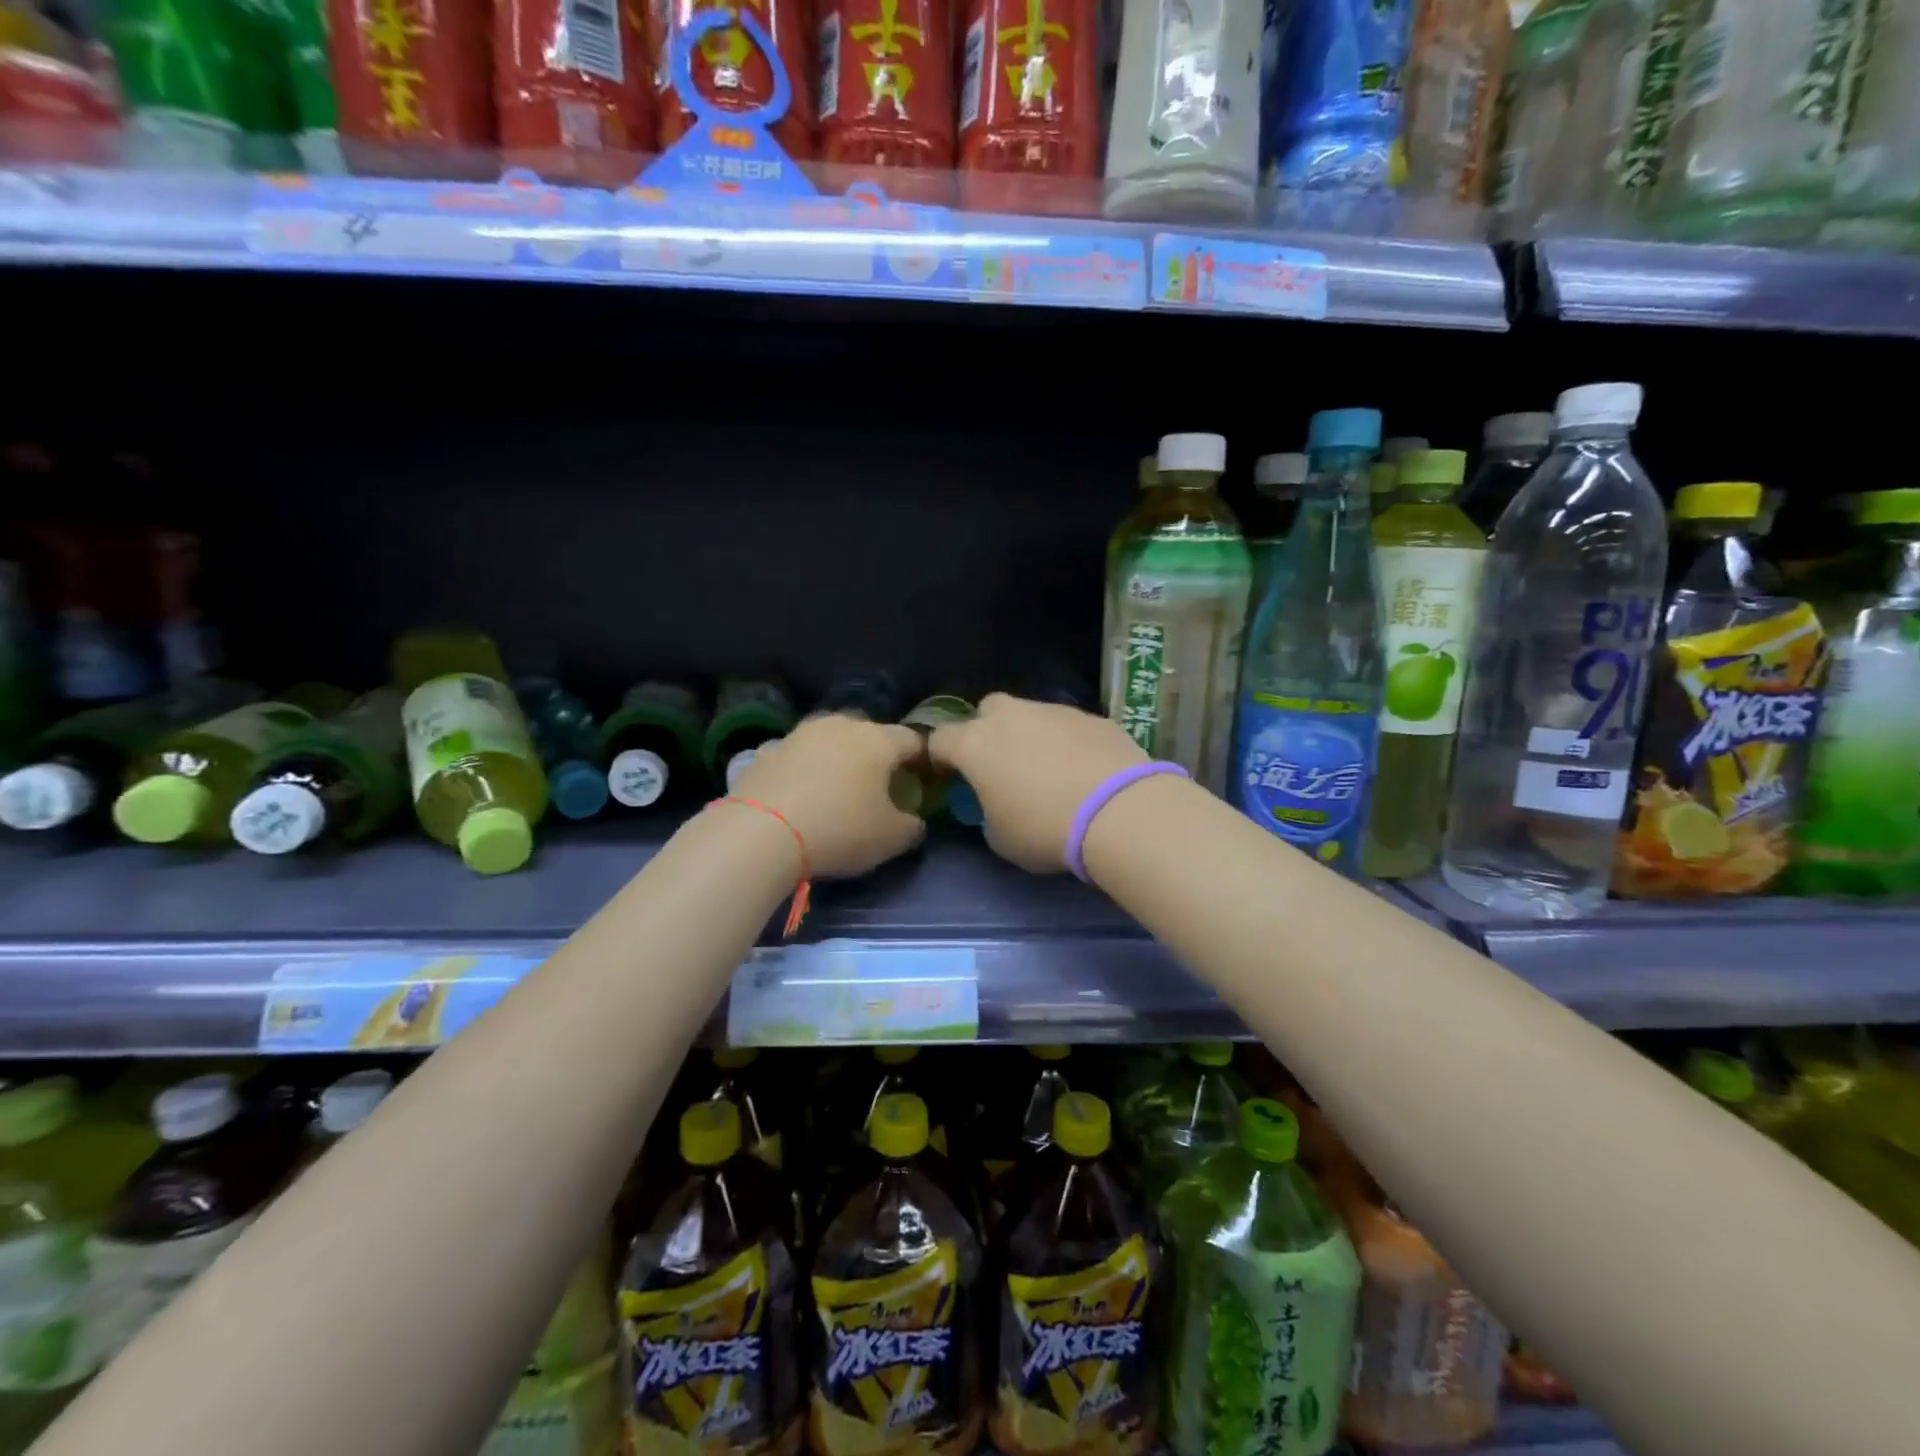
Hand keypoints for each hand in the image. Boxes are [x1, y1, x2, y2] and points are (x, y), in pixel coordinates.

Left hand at [729, 713, 927, 877]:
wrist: (761, 832)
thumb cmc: (840, 829)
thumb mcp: (891, 838)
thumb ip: (912, 826)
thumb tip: (913, 820)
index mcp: (878, 740)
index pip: (912, 740)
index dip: (922, 759)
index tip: (923, 779)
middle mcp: (841, 725)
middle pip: (870, 734)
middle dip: (878, 755)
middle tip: (879, 784)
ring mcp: (800, 734)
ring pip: (830, 740)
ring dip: (838, 758)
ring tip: (837, 788)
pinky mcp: (767, 750)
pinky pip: (797, 757)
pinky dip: (804, 770)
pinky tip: (800, 794)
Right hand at [927, 693, 1147, 872]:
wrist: (1118, 810)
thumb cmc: (1044, 828)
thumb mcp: (1001, 838)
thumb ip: (989, 814)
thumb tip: (998, 806)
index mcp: (975, 745)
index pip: (940, 739)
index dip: (940, 757)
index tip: (948, 775)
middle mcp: (1010, 717)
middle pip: (986, 710)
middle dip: (987, 730)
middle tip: (1000, 763)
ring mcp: (1053, 711)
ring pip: (1031, 713)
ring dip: (1030, 735)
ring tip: (1049, 769)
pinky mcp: (1091, 716)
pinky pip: (1067, 725)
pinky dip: (1067, 742)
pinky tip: (1083, 769)